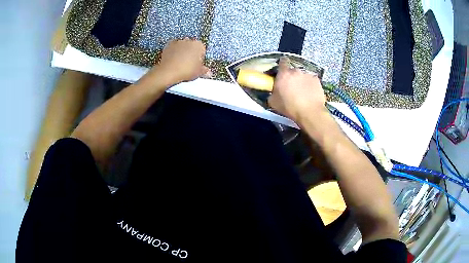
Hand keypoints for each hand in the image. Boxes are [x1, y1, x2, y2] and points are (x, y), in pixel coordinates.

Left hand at [147, 38, 211, 85]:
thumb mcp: (199, 72)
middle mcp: (189, 40)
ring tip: (180, 62)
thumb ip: (205, 71)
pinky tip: (173, 59)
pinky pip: (173, 47)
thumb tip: (209, 73)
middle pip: (192, 46)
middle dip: (191, 53)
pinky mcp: (169, 44)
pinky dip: (173, 51)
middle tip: (189, 64)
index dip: (200, 58)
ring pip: (182, 46)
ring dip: (182, 51)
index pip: (202, 50)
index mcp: (199, 45)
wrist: (169, 71)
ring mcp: (178, 41)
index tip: (197, 65)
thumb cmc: (186, 70)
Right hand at [268, 57, 327, 123]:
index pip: (282, 61)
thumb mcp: (273, 102)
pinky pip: (312, 80)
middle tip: (291, 86)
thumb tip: (273, 91)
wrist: (310, 113)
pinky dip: (310, 84)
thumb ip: (272, 92)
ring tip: (302, 91)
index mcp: (283, 74)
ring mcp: (307, 74)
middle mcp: (296, 71)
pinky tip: (310, 93)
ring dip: (301, 80)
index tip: (282, 69)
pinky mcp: (317, 80)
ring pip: (303, 75)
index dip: (282, 64)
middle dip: (292, 76)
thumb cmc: (289, 107)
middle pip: (293, 70)